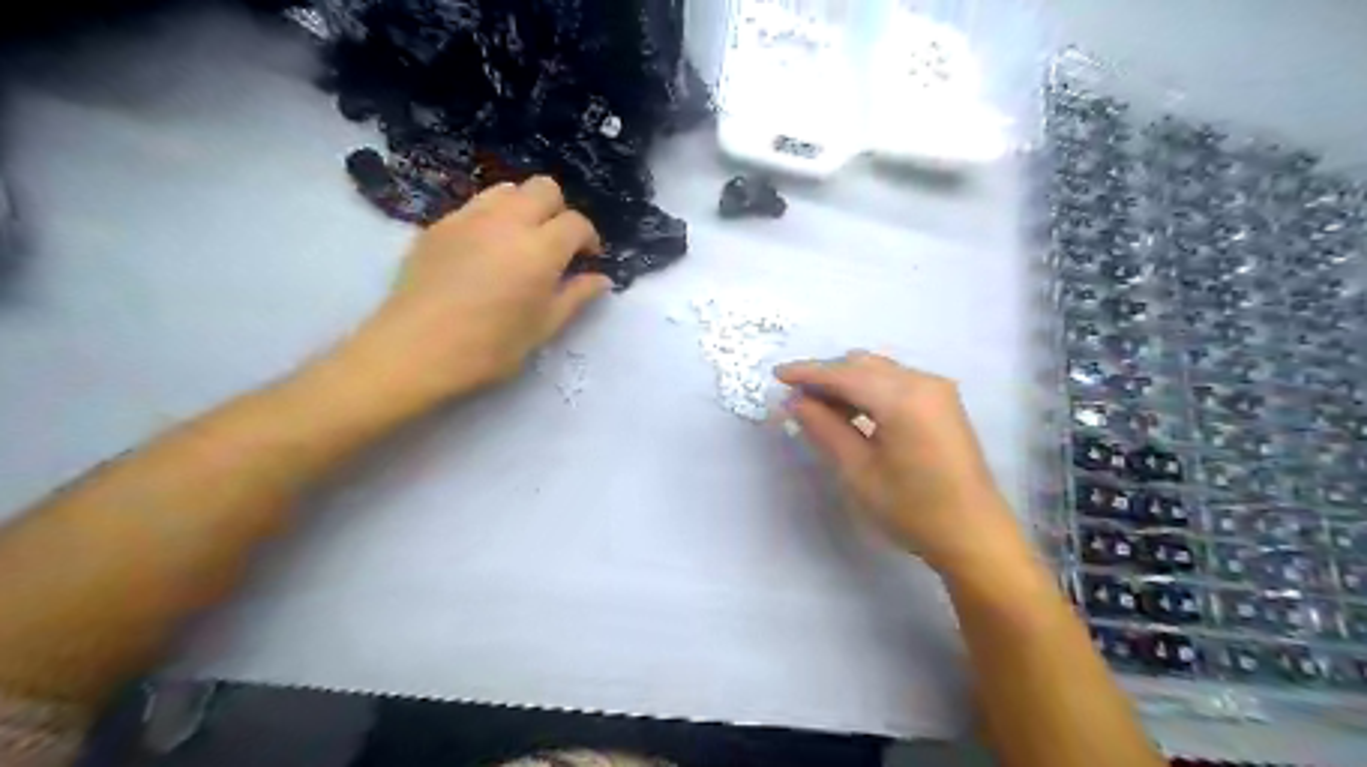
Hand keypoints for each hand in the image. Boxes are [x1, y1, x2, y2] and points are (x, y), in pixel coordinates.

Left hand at [347, 176, 612, 403]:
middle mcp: (507, 221)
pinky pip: (475, 205)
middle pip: (544, 188)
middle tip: (556, 245)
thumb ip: (576, 296)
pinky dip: (492, 218)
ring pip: (508, 190)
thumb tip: (601, 279)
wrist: (415, 350)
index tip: (587, 260)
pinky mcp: (439, 225)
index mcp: (540, 249)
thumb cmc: (489, 347)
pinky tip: (486, 251)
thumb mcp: (543, 327)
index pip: (576, 223)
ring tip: (521, 241)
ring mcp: (468, 217)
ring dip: (524, 207)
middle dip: (559, 211)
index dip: (589, 239)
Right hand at [779, 354, 1024, 575]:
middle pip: (862, 365)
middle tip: (794, 397)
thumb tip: (795, 401)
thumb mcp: (858, 471)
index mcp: (902, 398)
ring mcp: (937, 390)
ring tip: (818, 406)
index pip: (844, 374)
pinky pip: (895, 381)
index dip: (807, 372)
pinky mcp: (942, 402)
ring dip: (846, 381)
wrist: (973, 534)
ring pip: (878, 371)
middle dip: (826, 376)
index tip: (776, 375)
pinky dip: (868, 389)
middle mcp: (923, 382)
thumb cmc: (912, 509)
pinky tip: (851, 410)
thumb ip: (824, 428)